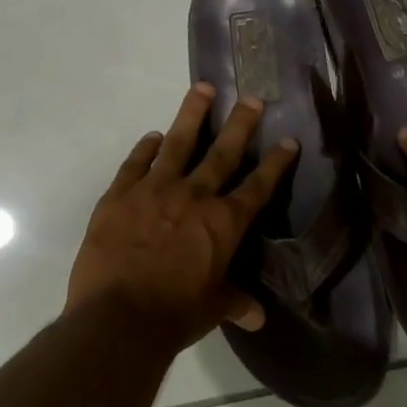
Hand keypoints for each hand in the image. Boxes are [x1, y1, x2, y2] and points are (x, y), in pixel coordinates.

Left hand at [67, 83, 298, 348]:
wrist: (118, 317)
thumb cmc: (174, 315)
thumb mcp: (213, 309)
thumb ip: (235, 303)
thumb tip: (256, 317)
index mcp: (224, 223)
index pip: (258, 186)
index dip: (275, 163)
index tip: (288, 140)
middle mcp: (194, 196)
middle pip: (222, 152)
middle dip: (240, 124)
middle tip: (252, 98)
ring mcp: (154, 190)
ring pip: (177, 143)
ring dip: (192, 114)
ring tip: (202, 88)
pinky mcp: (119, 195)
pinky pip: (135, 163)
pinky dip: (145, 148)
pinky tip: (152, 136)